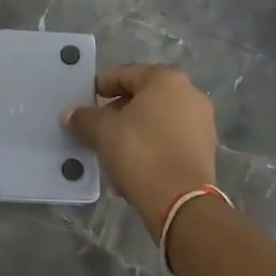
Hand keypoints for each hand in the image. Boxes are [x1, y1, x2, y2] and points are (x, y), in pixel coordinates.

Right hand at [64, 64, 219, 235]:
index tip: (87, 100)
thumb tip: (70, 114)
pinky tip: (136, 162)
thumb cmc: (140, 152)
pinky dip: (153, 144)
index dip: (103, 86)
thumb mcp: (103, 131)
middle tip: (99, 126)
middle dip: (120, 109)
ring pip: (159, 118)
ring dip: (136, 128)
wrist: (181, 202)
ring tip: (115, 148)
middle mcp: (190, 93)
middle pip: (145, 96)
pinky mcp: (206, 149)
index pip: (126, 74)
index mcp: (166, 79)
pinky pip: (172, 138)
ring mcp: (202, 122)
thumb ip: (85, 117)